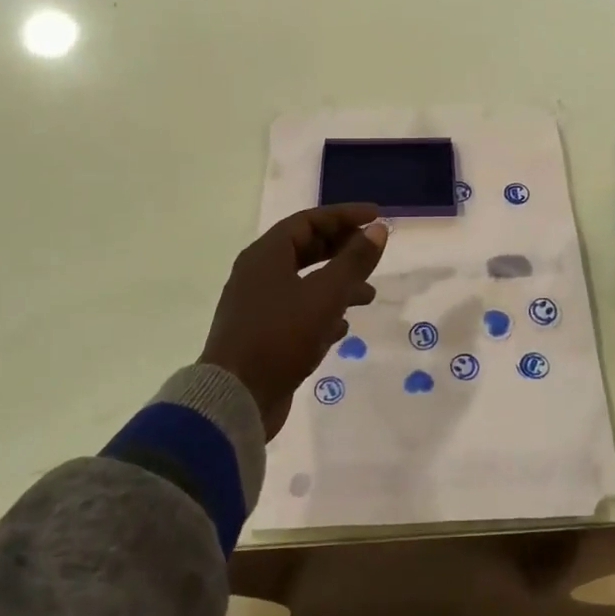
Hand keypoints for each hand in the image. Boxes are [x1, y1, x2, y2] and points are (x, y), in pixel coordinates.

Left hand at [201, 205, 389, 438]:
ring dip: (338, 284)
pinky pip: (298, 312)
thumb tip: (378, 229)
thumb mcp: (325, 295)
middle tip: (373, 251)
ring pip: (305, 283)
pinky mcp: (263, 336)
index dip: (344, 215)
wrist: (236, 399)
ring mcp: (259, 306)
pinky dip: (323, 313)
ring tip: (369, 296)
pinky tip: (343, 328)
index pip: (309, 221)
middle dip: (342, 249)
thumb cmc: (280, 336)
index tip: (376, 216)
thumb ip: (354, 261)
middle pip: (306, 249)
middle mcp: (259, 275)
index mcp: (266, 256)